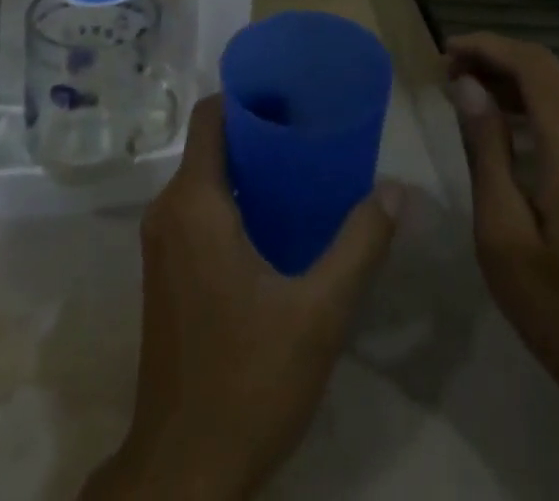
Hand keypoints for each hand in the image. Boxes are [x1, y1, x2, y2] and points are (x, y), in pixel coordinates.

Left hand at [82, 95, 403, 500]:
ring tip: (302, 169)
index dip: (247, 95)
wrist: (184, 472)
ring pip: (204, 177)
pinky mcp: (165, 271)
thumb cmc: (247, 379)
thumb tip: (397, 191)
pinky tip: (277, 220)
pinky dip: (233, 198)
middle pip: (210, 143)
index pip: (210, 115)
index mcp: (194, 202)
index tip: (292, 94)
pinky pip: (197, 209)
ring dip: (247, 166)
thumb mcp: (318, 313)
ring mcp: (161, 243)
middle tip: (311, 130)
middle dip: (258, 130)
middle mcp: (168, 210)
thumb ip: (360, 245)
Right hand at [446, 32, 558, 412]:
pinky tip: (502, 116)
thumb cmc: (552, 300)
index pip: (531, 65)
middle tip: (447, 68)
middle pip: (546, 67)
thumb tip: (467, 84)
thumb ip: (485, 147)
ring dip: (512, 76)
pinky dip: (533, 100)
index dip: (486, 47)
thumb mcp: (500, 227)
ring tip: (464, 87)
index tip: (444, 51)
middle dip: (495, 56)